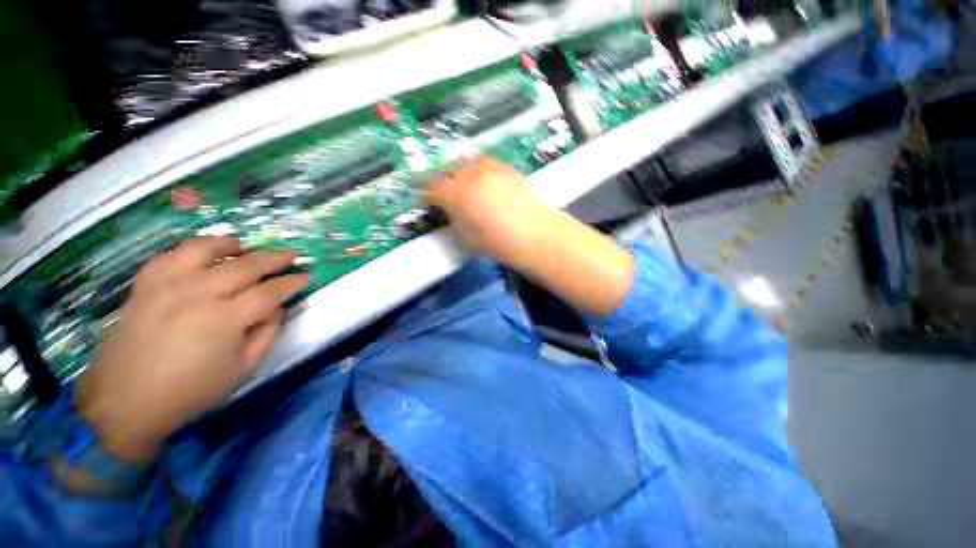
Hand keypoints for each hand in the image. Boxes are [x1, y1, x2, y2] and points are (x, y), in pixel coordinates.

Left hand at [76, 237, 308, 463]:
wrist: (126, 402)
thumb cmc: (191, 391)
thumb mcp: (244, 370)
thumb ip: (267, 335)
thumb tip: (276, 309)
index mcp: (225, 319)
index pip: (270, 291)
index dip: (292, 282)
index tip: (306, 276)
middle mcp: (198, 294)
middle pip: (245, 265)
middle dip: (274, 258)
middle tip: (291, 256)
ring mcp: (166, 286)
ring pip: (203, 250)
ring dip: (230, 245)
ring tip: (243, 247)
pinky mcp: (144, 287)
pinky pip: (168, 256)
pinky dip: (189, 251)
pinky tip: (200, 256)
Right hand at [427, 157, 551, 265]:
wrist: (534, 234)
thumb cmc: (497, 242)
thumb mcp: (466, 237)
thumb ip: (453, 220)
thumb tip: (450, 210)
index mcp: (456, 194)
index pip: (432, 189)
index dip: (428, 196)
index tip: (430, 203)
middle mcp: (470, 175)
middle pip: (448, 171)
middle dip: (443, 182)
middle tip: (447, 194)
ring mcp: (490, 168)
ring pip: (467, 162)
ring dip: (461, 172)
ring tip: (466, 185)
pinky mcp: (506, 167)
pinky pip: (486, 163)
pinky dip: (480, 170)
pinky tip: (486, 182)